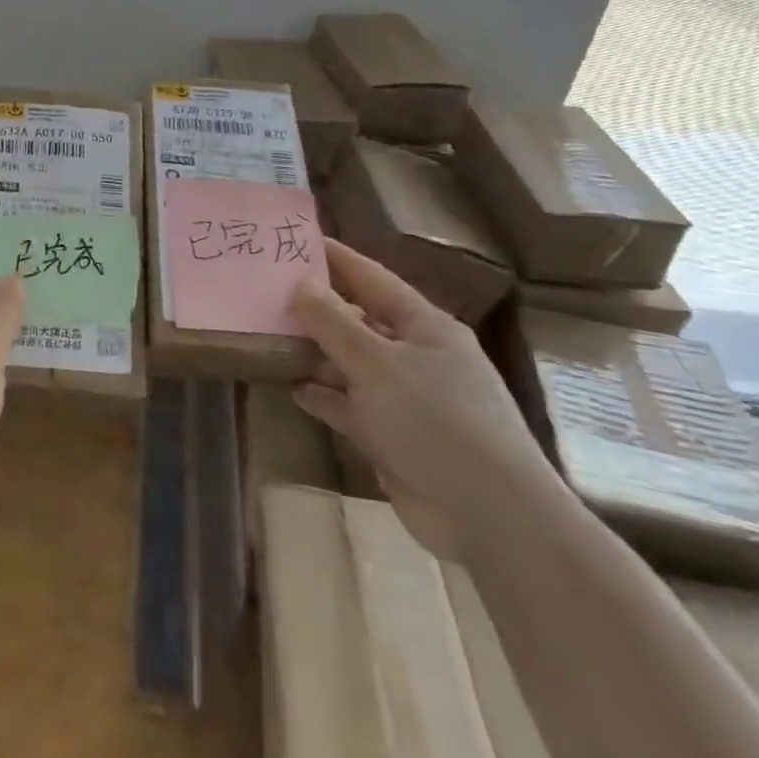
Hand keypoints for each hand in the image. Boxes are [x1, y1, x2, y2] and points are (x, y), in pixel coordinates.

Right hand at [290, 239, 563, 562]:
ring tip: (271, 339)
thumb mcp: (375, 362)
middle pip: (359, 321)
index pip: (372, 278)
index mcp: (424, 327)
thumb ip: (332, 321)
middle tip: (267, 293)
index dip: (336, 258)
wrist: (491, 516)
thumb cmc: (434, 420)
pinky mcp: (397, 437)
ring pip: (352, 365)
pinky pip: (352, 407)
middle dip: (318, 309)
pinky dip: (326, 398)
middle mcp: (418, 356)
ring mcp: (408, 399)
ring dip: (317, 355)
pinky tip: (296, 390)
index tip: (297, 241)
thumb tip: (300, 282)